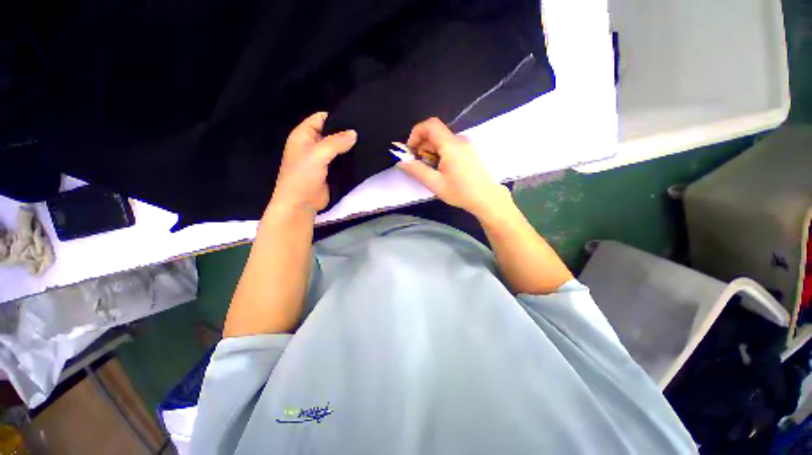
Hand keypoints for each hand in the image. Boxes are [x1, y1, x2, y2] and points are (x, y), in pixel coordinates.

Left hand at [269, 112, 356, 213]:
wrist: (301, 203)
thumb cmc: (303, 175)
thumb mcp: (318, 154)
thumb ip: (336, 142)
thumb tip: (354, 133)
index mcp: (304, 135)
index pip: (321, 118)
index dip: (336, 117)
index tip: (355, 119)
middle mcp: (313, 144)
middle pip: (331, 133)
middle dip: (346, 133)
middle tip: (366, 132)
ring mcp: (322, 159)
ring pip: (338, 148)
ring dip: (349, 147)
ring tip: (367, 143)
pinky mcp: (330, 171)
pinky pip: (342, 161)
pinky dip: (350, 159)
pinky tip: (362, 156)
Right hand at [397, 117, 510, 218]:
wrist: (487, 198)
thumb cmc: (461, 192)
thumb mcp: (435, 184)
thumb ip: (417, 171)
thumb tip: (401, 162)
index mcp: (451, 146)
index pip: (430, 125)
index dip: (416, 133)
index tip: (410, 150)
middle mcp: (459, 140)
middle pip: (435, 133)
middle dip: (422, 145)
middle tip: (417, 163)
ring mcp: (466, 145)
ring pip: (442, 140)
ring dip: (430, 151)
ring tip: (429, 169)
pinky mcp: (469, 151)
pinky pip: (450, 145)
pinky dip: (440, 153)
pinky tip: (440, 169)